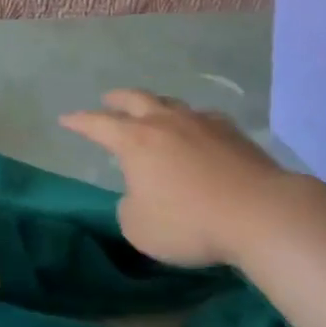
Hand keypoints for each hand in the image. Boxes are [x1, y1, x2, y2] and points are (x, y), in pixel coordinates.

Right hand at [60, 90, 325, 267]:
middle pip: (136, 99)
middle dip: (117, 99)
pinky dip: (191, 123)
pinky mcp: (234, 133)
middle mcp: (165, 122)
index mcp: (135, 141)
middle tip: (108, 99)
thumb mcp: (139, 227)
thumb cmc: (189, 222)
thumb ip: (129, 207)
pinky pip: (203, 119)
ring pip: (171, 104)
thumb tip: (139, 194)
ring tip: (152, 111)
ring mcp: (202, 123)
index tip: (65, 118)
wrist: (260, 213)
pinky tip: (197, 132)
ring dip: (155, 106)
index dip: (79, 121)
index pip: (98, 124)